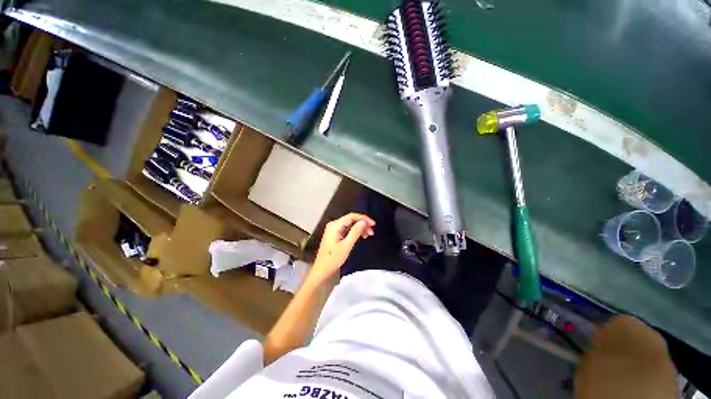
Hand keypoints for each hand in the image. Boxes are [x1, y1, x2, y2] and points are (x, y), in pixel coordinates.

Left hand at [308, 213, 375, 284]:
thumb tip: (363, 222)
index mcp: (335, 225)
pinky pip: (347, 229)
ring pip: (350, 224)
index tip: (373, 224)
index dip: (363, 218)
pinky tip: (362, 236)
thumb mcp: (346, 246)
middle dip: (362, 223)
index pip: (351, 216)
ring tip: (369, 234)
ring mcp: (334, 230)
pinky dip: (355, 231)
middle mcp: (334, 225)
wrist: (322, 270)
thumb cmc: (333, 259)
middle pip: (351, 219)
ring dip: (360, 228)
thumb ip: (355, 232)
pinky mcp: (335, 235)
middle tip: (372, 231)